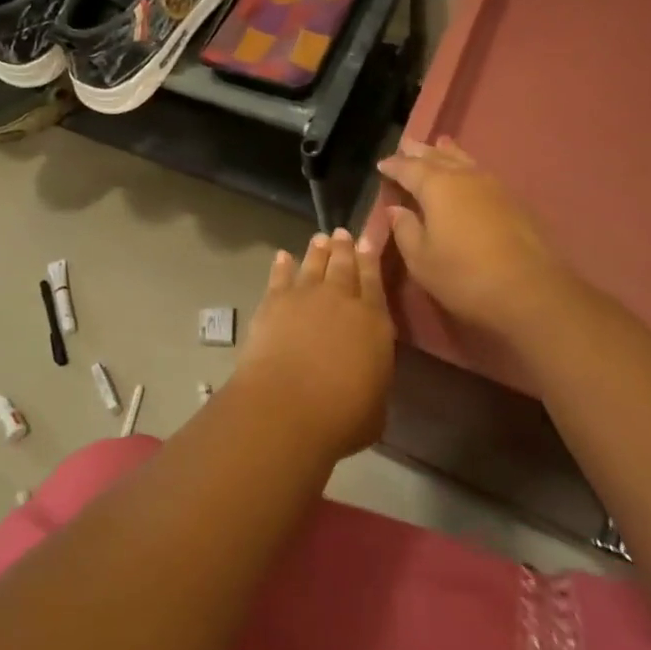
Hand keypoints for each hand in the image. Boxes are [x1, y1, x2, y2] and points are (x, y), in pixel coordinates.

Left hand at [235, 230, 393, 462]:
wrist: (287, 406)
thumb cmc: (342, 416)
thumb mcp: (376, 406)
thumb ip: (373, 380)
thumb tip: (365, 375)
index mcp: (375, 322)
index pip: (374, 282)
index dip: (371, 260)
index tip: (368, 242)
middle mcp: (342, 300)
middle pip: (344, 265)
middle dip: (345, 248)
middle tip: (343, 233)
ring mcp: (305, 296)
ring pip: (314, 264)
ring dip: (318, 251)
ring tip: (320, 239)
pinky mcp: (274, 302)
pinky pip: (280, 276)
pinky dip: (282, 265)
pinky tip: (283, 257)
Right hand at [376, 137, 587, 334]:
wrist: (532, 292)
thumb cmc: (465, 276)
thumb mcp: (421, 259)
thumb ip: (405, 230)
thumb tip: (397, 209)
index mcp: (436, 186)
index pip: (408, 168)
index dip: (393, 165)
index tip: (381, 164)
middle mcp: (464, 178)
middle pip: (437, 157)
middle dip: (419, 151)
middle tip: (406, 144)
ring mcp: (494, 187)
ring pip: (464, 161)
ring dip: (447, 154)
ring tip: (439, 145)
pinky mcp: (514, 202)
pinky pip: (481, 173)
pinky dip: (468, 167)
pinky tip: (469, 174)